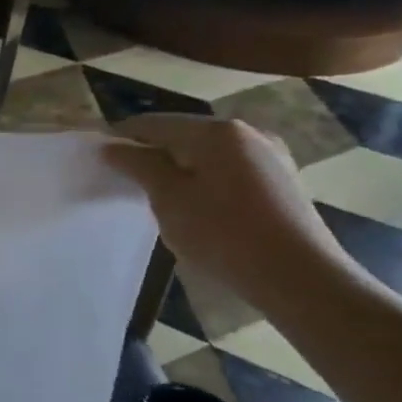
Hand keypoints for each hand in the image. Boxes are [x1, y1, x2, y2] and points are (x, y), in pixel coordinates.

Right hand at [102, 114, 367, 313]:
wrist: (300, 278)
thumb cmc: (223, 233)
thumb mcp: (168, 198)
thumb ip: (138, 165)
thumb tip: (112, 147)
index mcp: (216, 131)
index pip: (154, 123)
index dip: (122, 137)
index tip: (101, 159)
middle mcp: (247, 133)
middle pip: (184, 135)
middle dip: (153, 153)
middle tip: (128, 181)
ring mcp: (271, 157)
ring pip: (209, 154)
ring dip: (181, 169)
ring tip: (161, 197)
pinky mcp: (284, 182)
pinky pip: (231, 171)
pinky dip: (207, 181)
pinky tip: (199, 208)